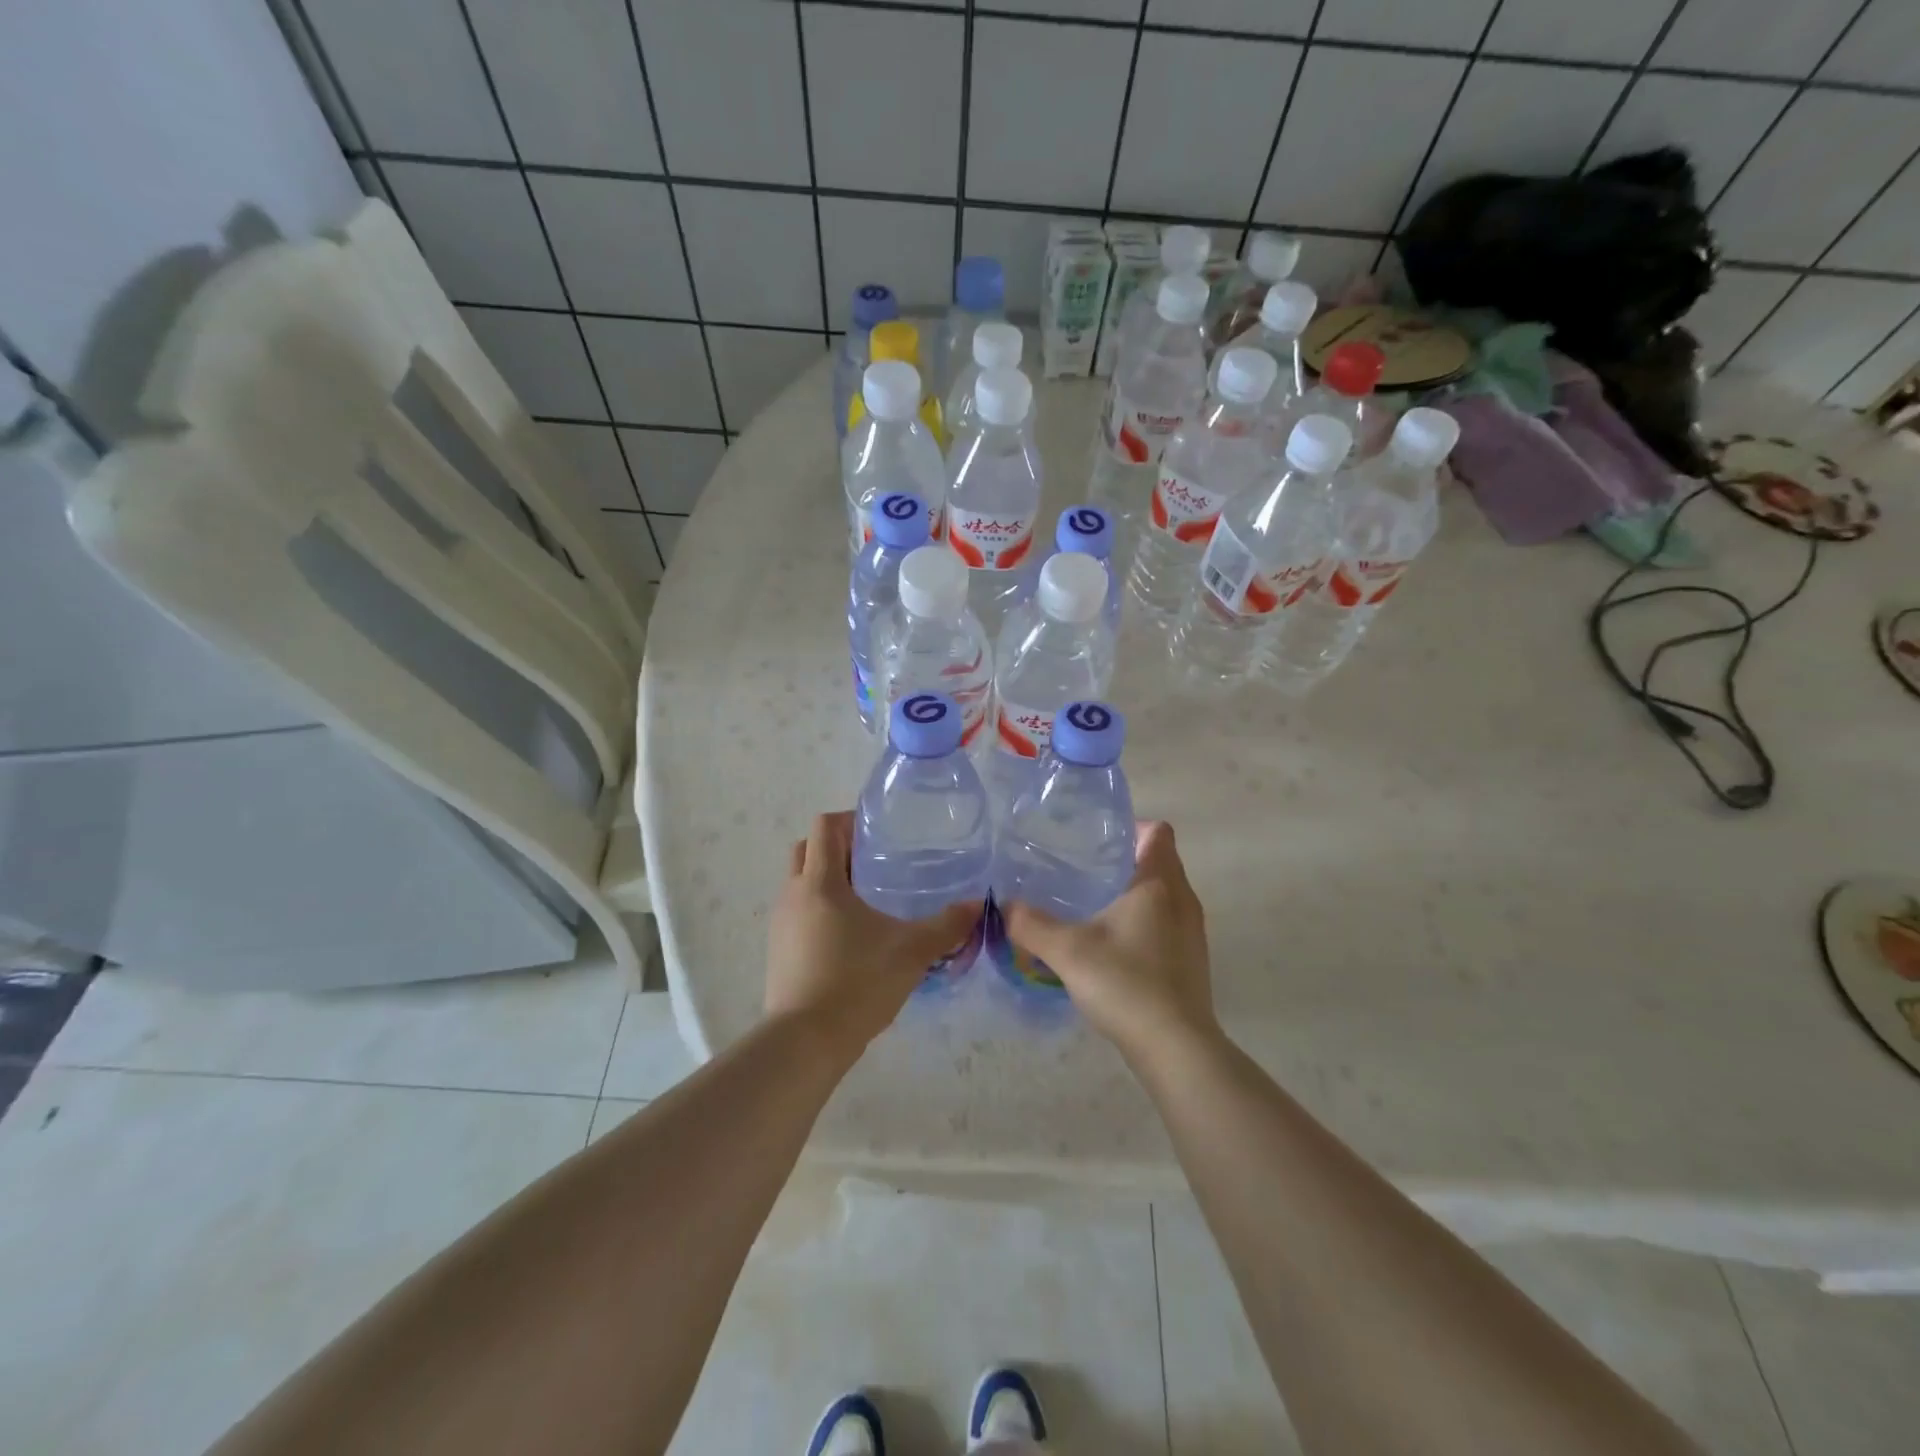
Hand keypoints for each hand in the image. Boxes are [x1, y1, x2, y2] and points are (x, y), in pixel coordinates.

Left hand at [765, 811, 981, 1060]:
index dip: (848, 820)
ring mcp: (780, 924)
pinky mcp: (778, 951)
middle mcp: (793, 895)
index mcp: (820, 882)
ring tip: (867, 897)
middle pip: (806, 850)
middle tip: (873, 860)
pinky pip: (798, 913)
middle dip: (836, 847)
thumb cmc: (857, 983)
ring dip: (827, 880)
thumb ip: (947, 926)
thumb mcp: (912, 952)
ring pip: (800, 883)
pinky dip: (819, 910)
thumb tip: (977, 905)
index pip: (824, 827)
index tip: (878, 832)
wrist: (805, 1043)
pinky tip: (850, 935)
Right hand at [1001, 821, 1215, 1063]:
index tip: (1097, 838)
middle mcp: (1183, 900)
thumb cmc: (1126, 983)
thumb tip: (1004, 906)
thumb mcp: (1067, 951)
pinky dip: (1142, 923)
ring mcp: (1192, 933)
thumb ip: (1031, 925)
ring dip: (1134, 893)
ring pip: (1164, 895)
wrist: (1176, 1049)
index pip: (1157, 832)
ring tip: (1092, 905)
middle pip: (1160, 861)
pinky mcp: (1191, 961)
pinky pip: (1166, 924)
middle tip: (1082, 869)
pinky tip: (1111, 946)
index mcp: (1159, 884)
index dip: (1131, 826)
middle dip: (1125, 859)